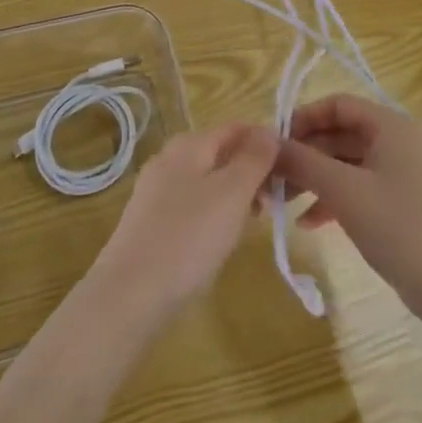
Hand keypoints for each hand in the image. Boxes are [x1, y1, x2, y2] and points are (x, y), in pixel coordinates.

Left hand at [89, 123, 278, 322]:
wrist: (129, 294)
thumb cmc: (189, 237)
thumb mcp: (232, 193)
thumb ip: (254, 158)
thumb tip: (269, 130)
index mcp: (189, 144)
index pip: (237, 128)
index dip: (266, 143)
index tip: (291, 171)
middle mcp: (169, 158)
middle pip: (221, 153)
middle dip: (252, 172)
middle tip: (276, 203)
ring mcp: (156, 190)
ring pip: (207, 180)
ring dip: (235, 195)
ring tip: (254, 223)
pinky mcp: (150, 221)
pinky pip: (192, 205)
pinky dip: (213, 214)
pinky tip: (221, 239)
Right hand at [275, 94, 421, 325]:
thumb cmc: (397, 227)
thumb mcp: (343, 191)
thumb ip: (304, 162)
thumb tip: (269, 144)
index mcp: (391, 126)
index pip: (338, 105)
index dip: (304, 117)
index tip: (274, 142)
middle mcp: (399, 141)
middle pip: (341, 134)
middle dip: (305, 154)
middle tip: (273, 176)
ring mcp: (402, 173)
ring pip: (347, 164)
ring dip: (315, 178)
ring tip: (282, 202)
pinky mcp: (402, 202)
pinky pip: (360, 187)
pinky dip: (334, 199)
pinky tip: (308, 223)